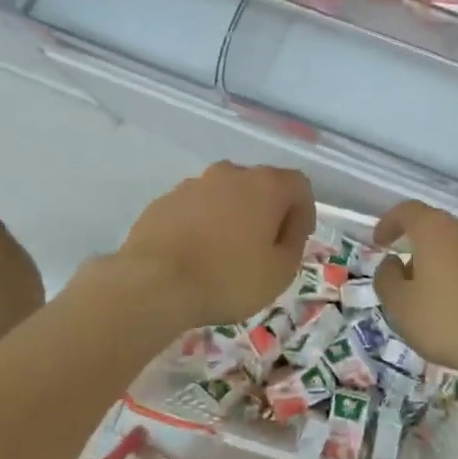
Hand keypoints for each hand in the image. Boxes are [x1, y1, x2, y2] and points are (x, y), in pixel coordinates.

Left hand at [119, 162, 314, 327]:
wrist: (153, 284)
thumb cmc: (228, 278)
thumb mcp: (280, 272)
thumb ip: (293, 244)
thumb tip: (287, 229)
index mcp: (265, 185)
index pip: (298, 185)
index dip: (303, 212)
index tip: (296, 241)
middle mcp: (230, 174)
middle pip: (259, 186)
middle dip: (266, 212)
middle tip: (263, 248)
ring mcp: (192, 184)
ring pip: (224, 195)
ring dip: (231, 217)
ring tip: (225, 254)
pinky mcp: (163, 201)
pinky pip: (194, 209)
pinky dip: (201, 225)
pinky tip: (195, 255)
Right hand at [372, 201, 457, 385]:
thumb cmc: (450, 322)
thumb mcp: (401, 306)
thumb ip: (387, 279)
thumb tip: (393, 263)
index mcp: (437, 230)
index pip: (408, 211)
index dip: (389, 223)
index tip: (379, 242)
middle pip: (436, 228)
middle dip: (417, 247)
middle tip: (406, 277)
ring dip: (443, 263)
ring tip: (434, 295)